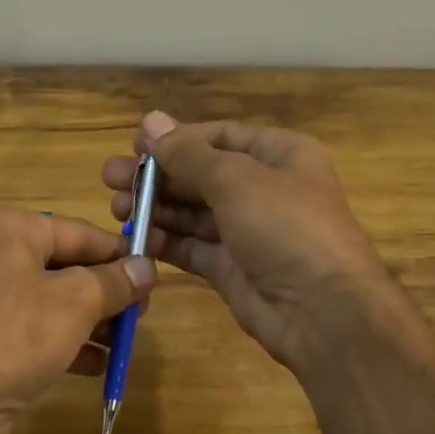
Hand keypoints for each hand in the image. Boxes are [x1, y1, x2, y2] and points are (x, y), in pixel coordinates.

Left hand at [0, 204, 156, 433]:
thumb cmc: (14, 337)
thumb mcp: (75, 303)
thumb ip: (115, 281)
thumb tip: (148, 267)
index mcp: (6, 228)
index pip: (78, 232)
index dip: (119, 253)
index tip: (154, 273)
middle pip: (62, 265)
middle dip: (104, 291)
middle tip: (142, 312)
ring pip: (48, 299)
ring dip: (89, 320)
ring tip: (125, 341)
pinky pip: (30, 328)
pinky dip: (63, 340)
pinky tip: (96, 365)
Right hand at [101, 112, 397, 370]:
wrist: (323, 313)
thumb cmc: (286, 227)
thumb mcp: (236, 180)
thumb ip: (187, 154)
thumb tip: (150, 120)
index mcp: (279, 154)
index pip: (220, 136)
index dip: (177, 139)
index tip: (135, 146)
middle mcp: (265, 188)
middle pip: (201, 173)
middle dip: (157, 176)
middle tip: (110, 179)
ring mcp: (249, 231)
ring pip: (193, 211)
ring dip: (156, 207)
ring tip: (116, 208)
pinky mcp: (233, 268)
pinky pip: (194, 246)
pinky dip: (166, 241)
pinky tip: (135, 237)